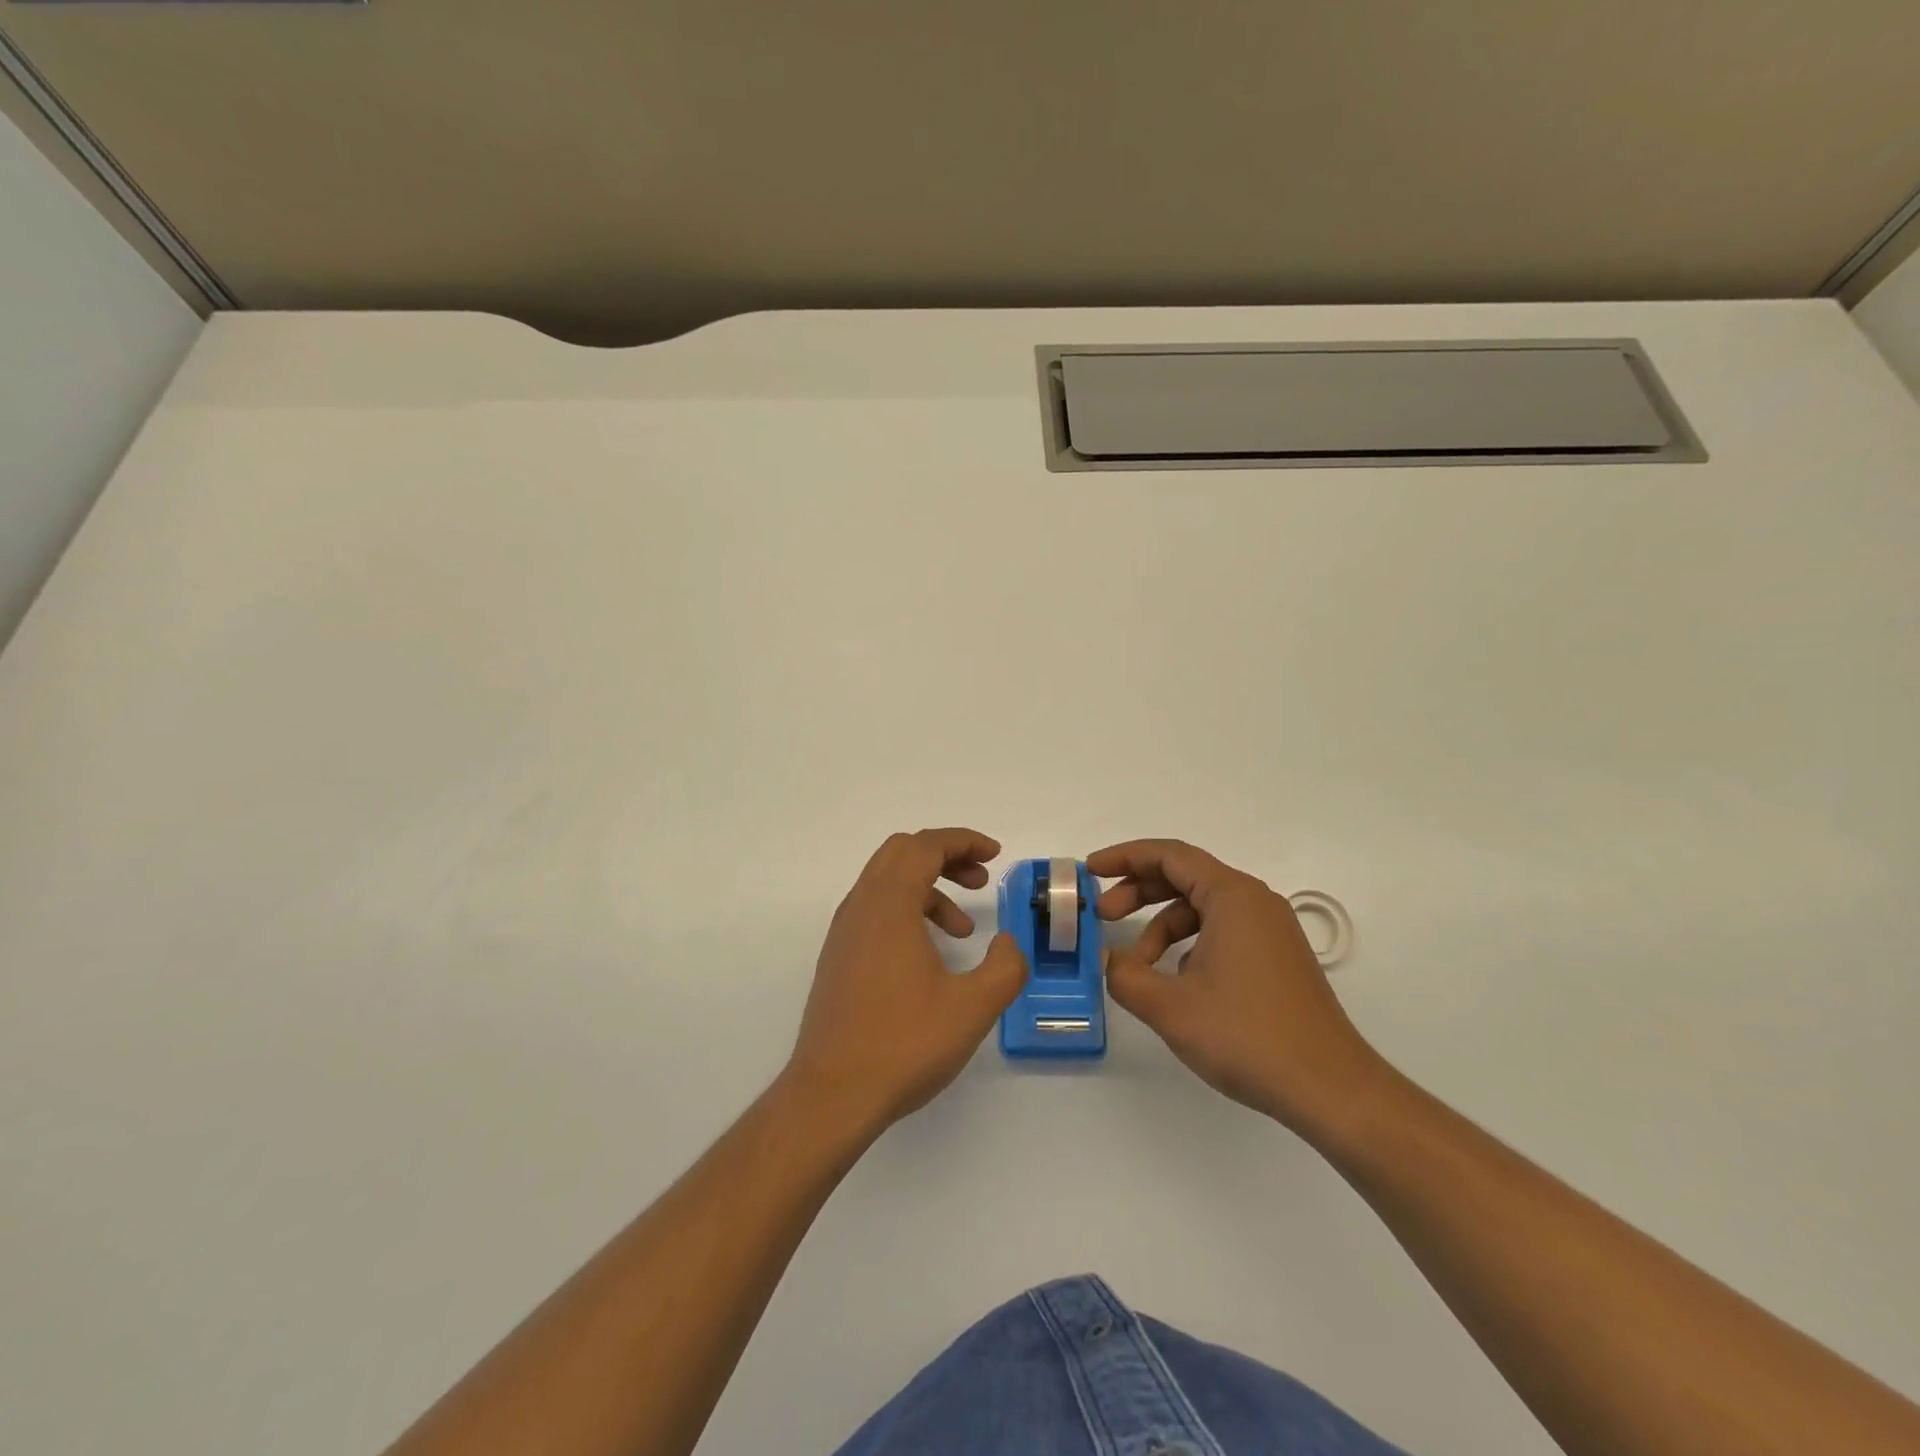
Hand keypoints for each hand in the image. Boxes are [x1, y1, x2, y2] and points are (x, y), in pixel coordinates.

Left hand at [782, 829, 1027, 1135]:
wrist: (832, 1094)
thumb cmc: (904, 1044)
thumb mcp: (973, 1007)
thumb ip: (1005, 967)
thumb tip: (1007, 942)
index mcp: (889, 905)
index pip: (925, 846)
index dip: (963, 841)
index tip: (995, 855)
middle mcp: (860, 907)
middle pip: (902, 853)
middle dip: (946, 856)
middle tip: (980, 881)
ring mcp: (844, 932)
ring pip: (886, 882)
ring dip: (928, 888)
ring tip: (963, 929)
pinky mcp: (839, 957)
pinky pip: (875, 910)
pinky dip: (908, 911)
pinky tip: (930, 955)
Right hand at [1091, 838, 1383, 1136]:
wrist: (1330, 1089)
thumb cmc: (1247, 1035)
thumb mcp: (1170, 1007)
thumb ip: (1125, 976)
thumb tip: (1108, 960)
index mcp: (1232, 896)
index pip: (1169, 855)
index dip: (1124, 857)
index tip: (1090, 871)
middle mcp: (1254, 902)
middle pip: (1184, 877)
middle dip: (1138, 892)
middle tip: (1102, 917)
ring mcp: (1270, 930)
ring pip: (1201, 909)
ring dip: (1161, 927)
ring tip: (1138, 966)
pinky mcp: (1277, 958)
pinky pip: (1221, 932)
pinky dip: (1188, 944)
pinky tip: (1175, 982)